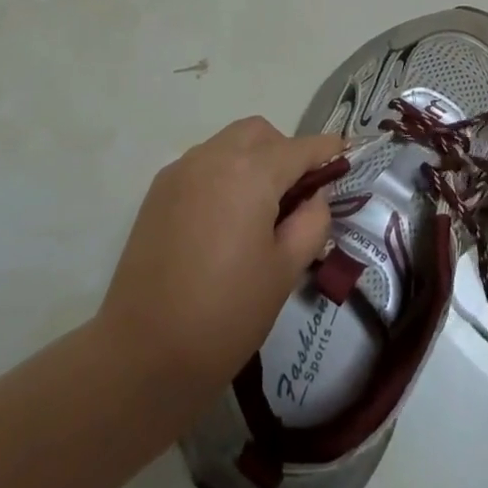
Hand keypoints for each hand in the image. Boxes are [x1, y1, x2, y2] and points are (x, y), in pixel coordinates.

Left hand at [96, 117, 343, 411]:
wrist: (144, 354)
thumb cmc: (227, 313)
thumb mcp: (285, 271)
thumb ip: (311, 221)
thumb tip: (314, 196)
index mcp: (251, 172)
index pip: (299, 148)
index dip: (325, 148)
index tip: (343, 151)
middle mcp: (214, 156)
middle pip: (260, 133)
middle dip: (284, 150)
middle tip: (296, 193)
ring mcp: (181, 171)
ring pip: (228, 143)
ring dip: (251, 158)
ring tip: (259, 207)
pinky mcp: (158, 191)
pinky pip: (202, 163)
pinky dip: (223, 172)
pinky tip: (224, 217)